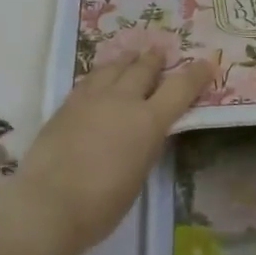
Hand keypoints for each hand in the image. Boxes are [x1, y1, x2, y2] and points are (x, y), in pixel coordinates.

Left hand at [0, 50, 214, 254]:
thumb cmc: (101, 205)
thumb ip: (144, 147)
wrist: (48, 204)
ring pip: (113, 67)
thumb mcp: (138, 176)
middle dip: (155, 59)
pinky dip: (102, 73)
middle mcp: (122, 100)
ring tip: (131, 55)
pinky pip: (90, 79)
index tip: (207, 63)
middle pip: (143, 68)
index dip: (196, 75)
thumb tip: (144, 133)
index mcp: (148, 122)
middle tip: (161, 50)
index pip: (180, 89)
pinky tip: (100, 76)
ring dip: (126, 59)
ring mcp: (91, 98)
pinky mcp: (67, 104)